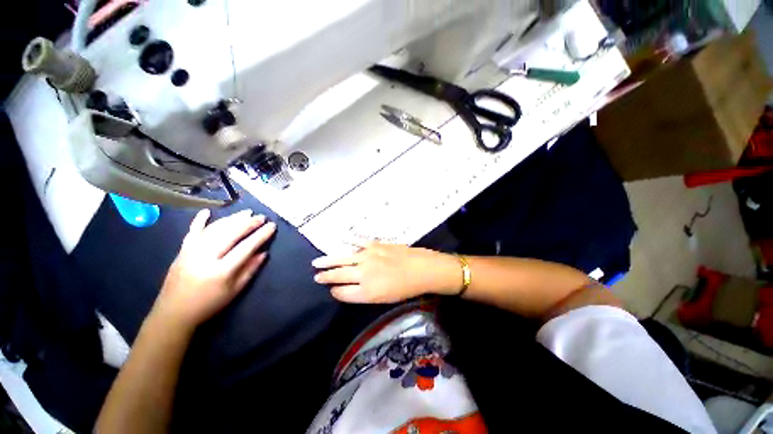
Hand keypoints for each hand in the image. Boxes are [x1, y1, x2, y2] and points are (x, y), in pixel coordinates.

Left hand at [153, 209, 276, 328]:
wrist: (174, 313)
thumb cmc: (209, 304)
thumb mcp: (235, 290)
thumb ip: (250, 270)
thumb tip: (264, 252)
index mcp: (221, 271)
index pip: (246, 247)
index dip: (261, 235)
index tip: (272, 226)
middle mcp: (205, 257)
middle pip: (230, 234)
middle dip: (248, 223)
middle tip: (261, 216)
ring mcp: (191, 252)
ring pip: (214, 230)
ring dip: (231, 219)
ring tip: (246, 212)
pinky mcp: (182, 251)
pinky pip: (192, 232)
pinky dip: (199, 221)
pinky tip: (207, 211)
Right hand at [312, 241, 461, 302]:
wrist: (422, 269)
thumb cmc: (405, 288)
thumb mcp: (383, 299)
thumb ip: (364, 294)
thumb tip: (349, 288)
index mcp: (366, 291)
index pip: (342, 292)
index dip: (334, 291)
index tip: (331, 290)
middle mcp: (363, 273)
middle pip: (338, 275)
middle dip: (325, 276)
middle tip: (316, 276)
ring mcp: (368, 256)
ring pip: (343, 258)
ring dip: (329, 260)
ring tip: (317, 262)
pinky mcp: (375, 245)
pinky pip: (358, 243)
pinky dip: (349, 242)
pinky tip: (341, 240)